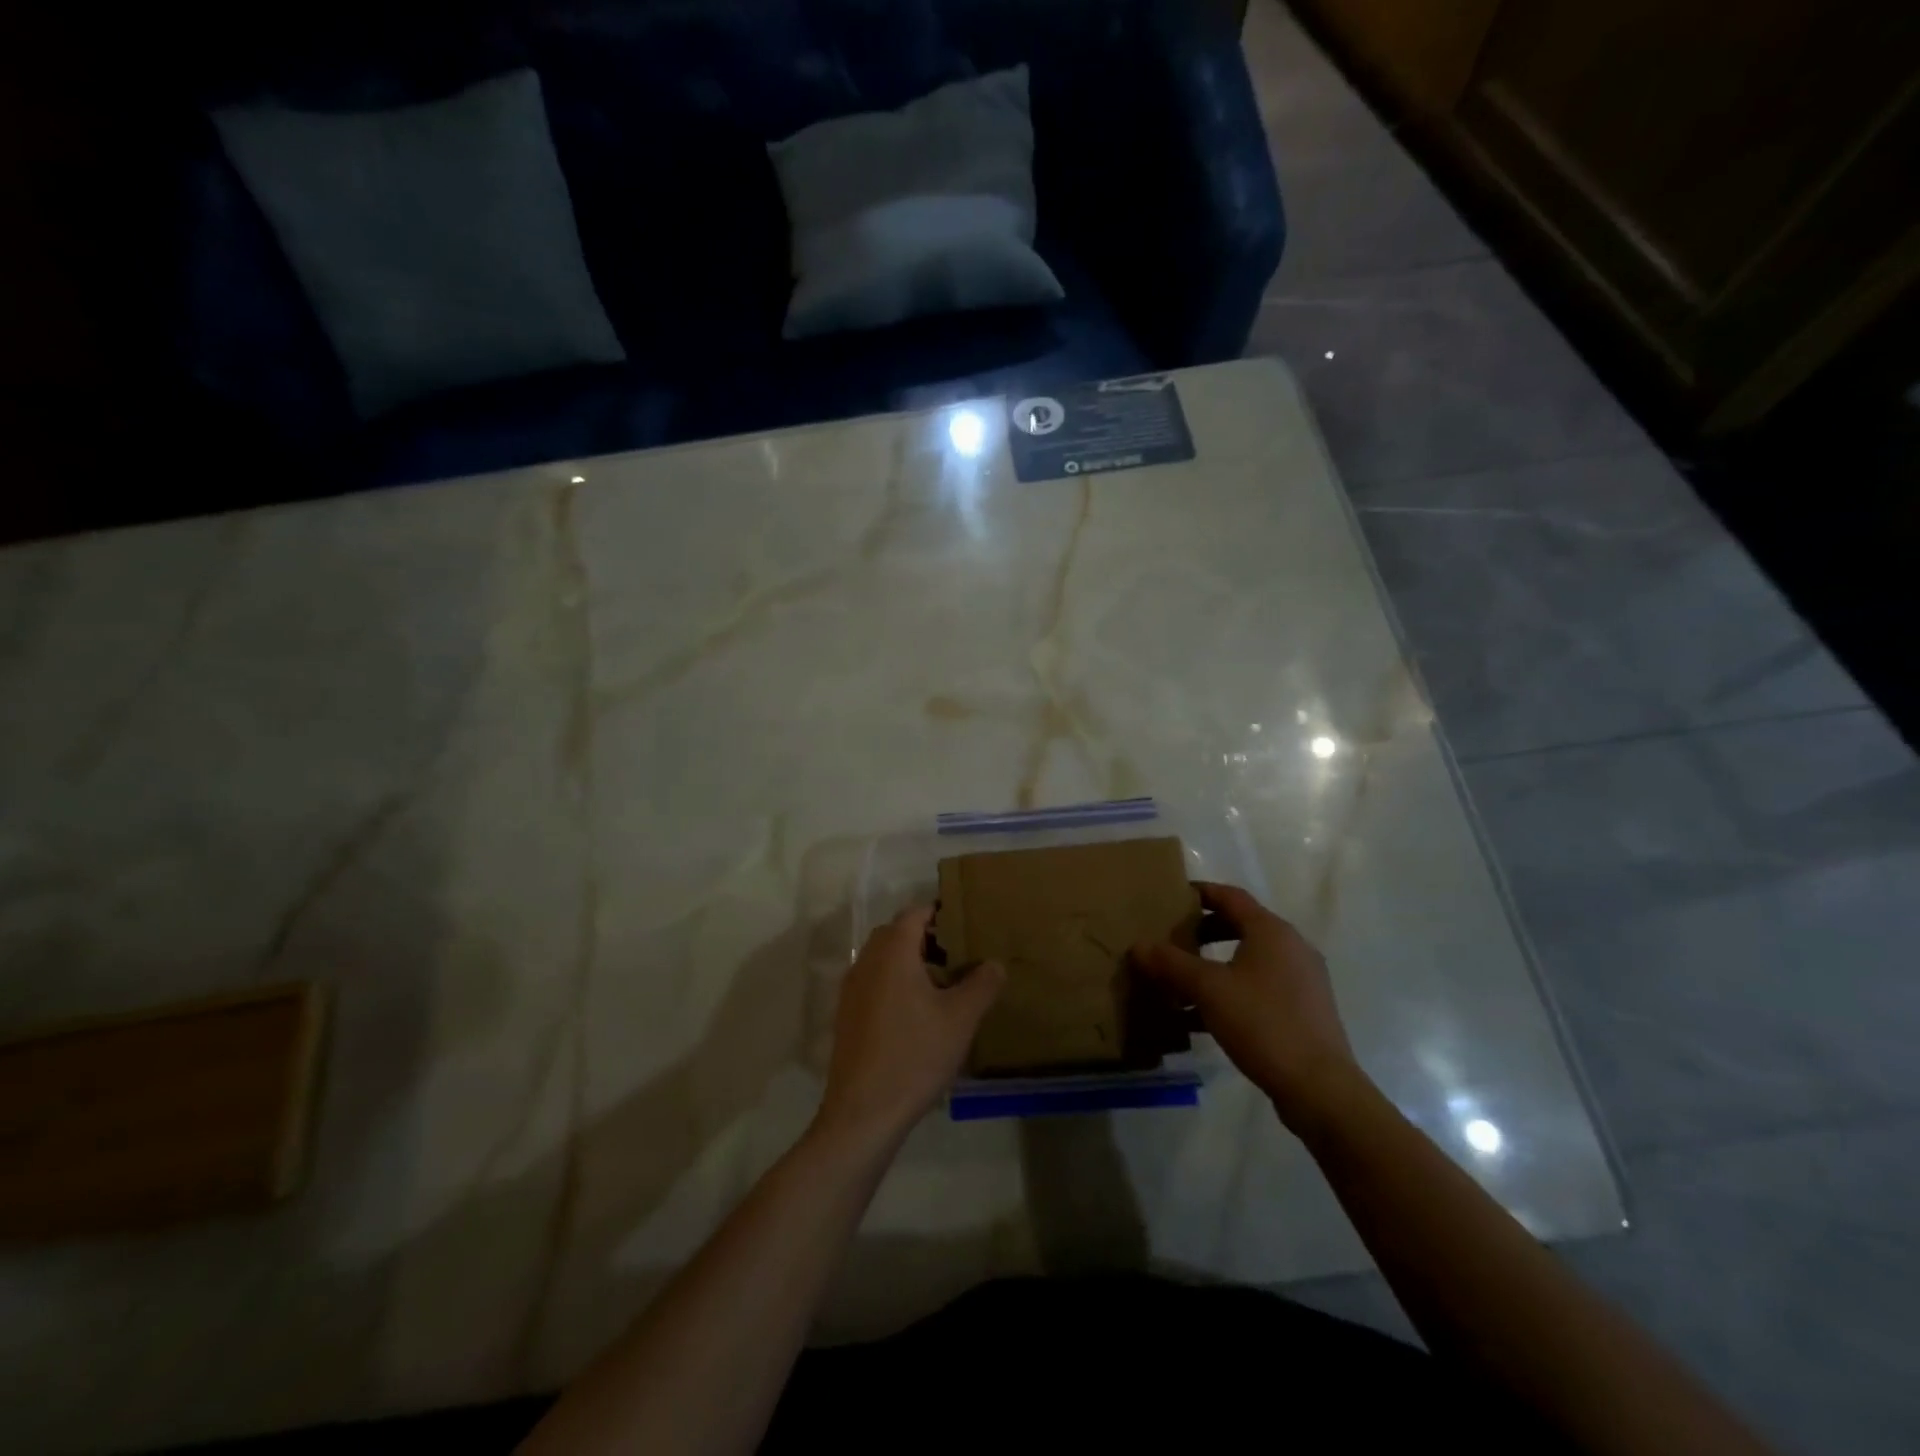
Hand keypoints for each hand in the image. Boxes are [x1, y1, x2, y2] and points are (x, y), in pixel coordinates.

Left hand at [816, 906, 1004, 1146]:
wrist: (863, 1113)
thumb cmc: (915, 1055)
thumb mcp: (960, 1019)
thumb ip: (982, 984)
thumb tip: (994, 963)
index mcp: (893, 952)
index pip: (915, 913)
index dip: (940, 913)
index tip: (966, 924)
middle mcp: (867, 961)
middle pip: (897, 933)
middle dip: (927, 937)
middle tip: (960, 954)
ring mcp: (852, 989)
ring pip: (884, 959)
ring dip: (911, 962)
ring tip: (944, 985)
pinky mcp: (847, 1015)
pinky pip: (874, 983)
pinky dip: (896, 984)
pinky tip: (918, 1014)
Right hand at [1131, 882, 1360, 1128]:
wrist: (1319, 1088)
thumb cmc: (1262, 1023)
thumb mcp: (1208, 989)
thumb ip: (1171, 964)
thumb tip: (1138, 946)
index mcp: (1271, 931)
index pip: (1231, 896)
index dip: (1200, 892)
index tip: (1172, 896)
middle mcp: (1291, 947)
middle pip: (1240, 926)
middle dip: (1203, 931)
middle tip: (1172, 939)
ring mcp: (1302, 980)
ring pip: (1248, 960)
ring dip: (1214, 965)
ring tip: (1181, 980)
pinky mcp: (1304, 1011)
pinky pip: (1259, 987)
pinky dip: (1231, 991)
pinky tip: (1203, 1018)